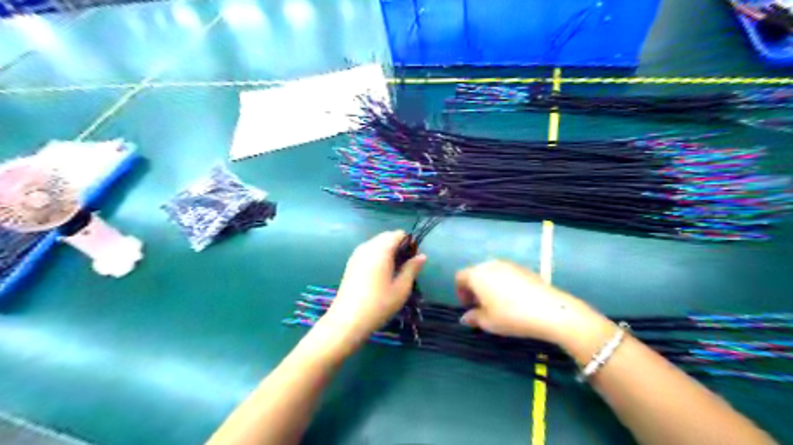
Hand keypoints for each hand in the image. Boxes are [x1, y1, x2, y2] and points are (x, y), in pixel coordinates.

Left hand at [323, 232, 427, 345]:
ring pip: (376, 244)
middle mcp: (367, 247)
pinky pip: (368, 251)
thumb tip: (422, 256)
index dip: (409, 243)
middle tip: (405, 267)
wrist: (347, 321)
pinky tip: (380, 275)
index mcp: (381, 250)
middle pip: (386, 237)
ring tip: (393, 272)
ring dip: (387, 251)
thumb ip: (412, 269)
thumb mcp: (401, 288)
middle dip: (398, 246)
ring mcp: (357, 254)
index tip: (413, 260)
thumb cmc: (378, 304)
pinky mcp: (351, 264)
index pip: (398, 234)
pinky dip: (377, 256)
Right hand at [456, 263, 607, 345]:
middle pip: (476, 273)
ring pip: (492, 272)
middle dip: (474, 288)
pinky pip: (507, 274)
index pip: (460, 277)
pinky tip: (514, 300)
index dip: (460, 291)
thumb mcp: (488, 322)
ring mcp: (509, 264)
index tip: (467, 306)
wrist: (549, 310)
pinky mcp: (524, 268)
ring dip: (489, 285)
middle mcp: (490, 264)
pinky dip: (504, 284)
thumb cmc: (511, 316)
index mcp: (477, 274)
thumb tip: (466, 317)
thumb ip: (473, 318)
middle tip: (480, 306)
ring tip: (497, 303)